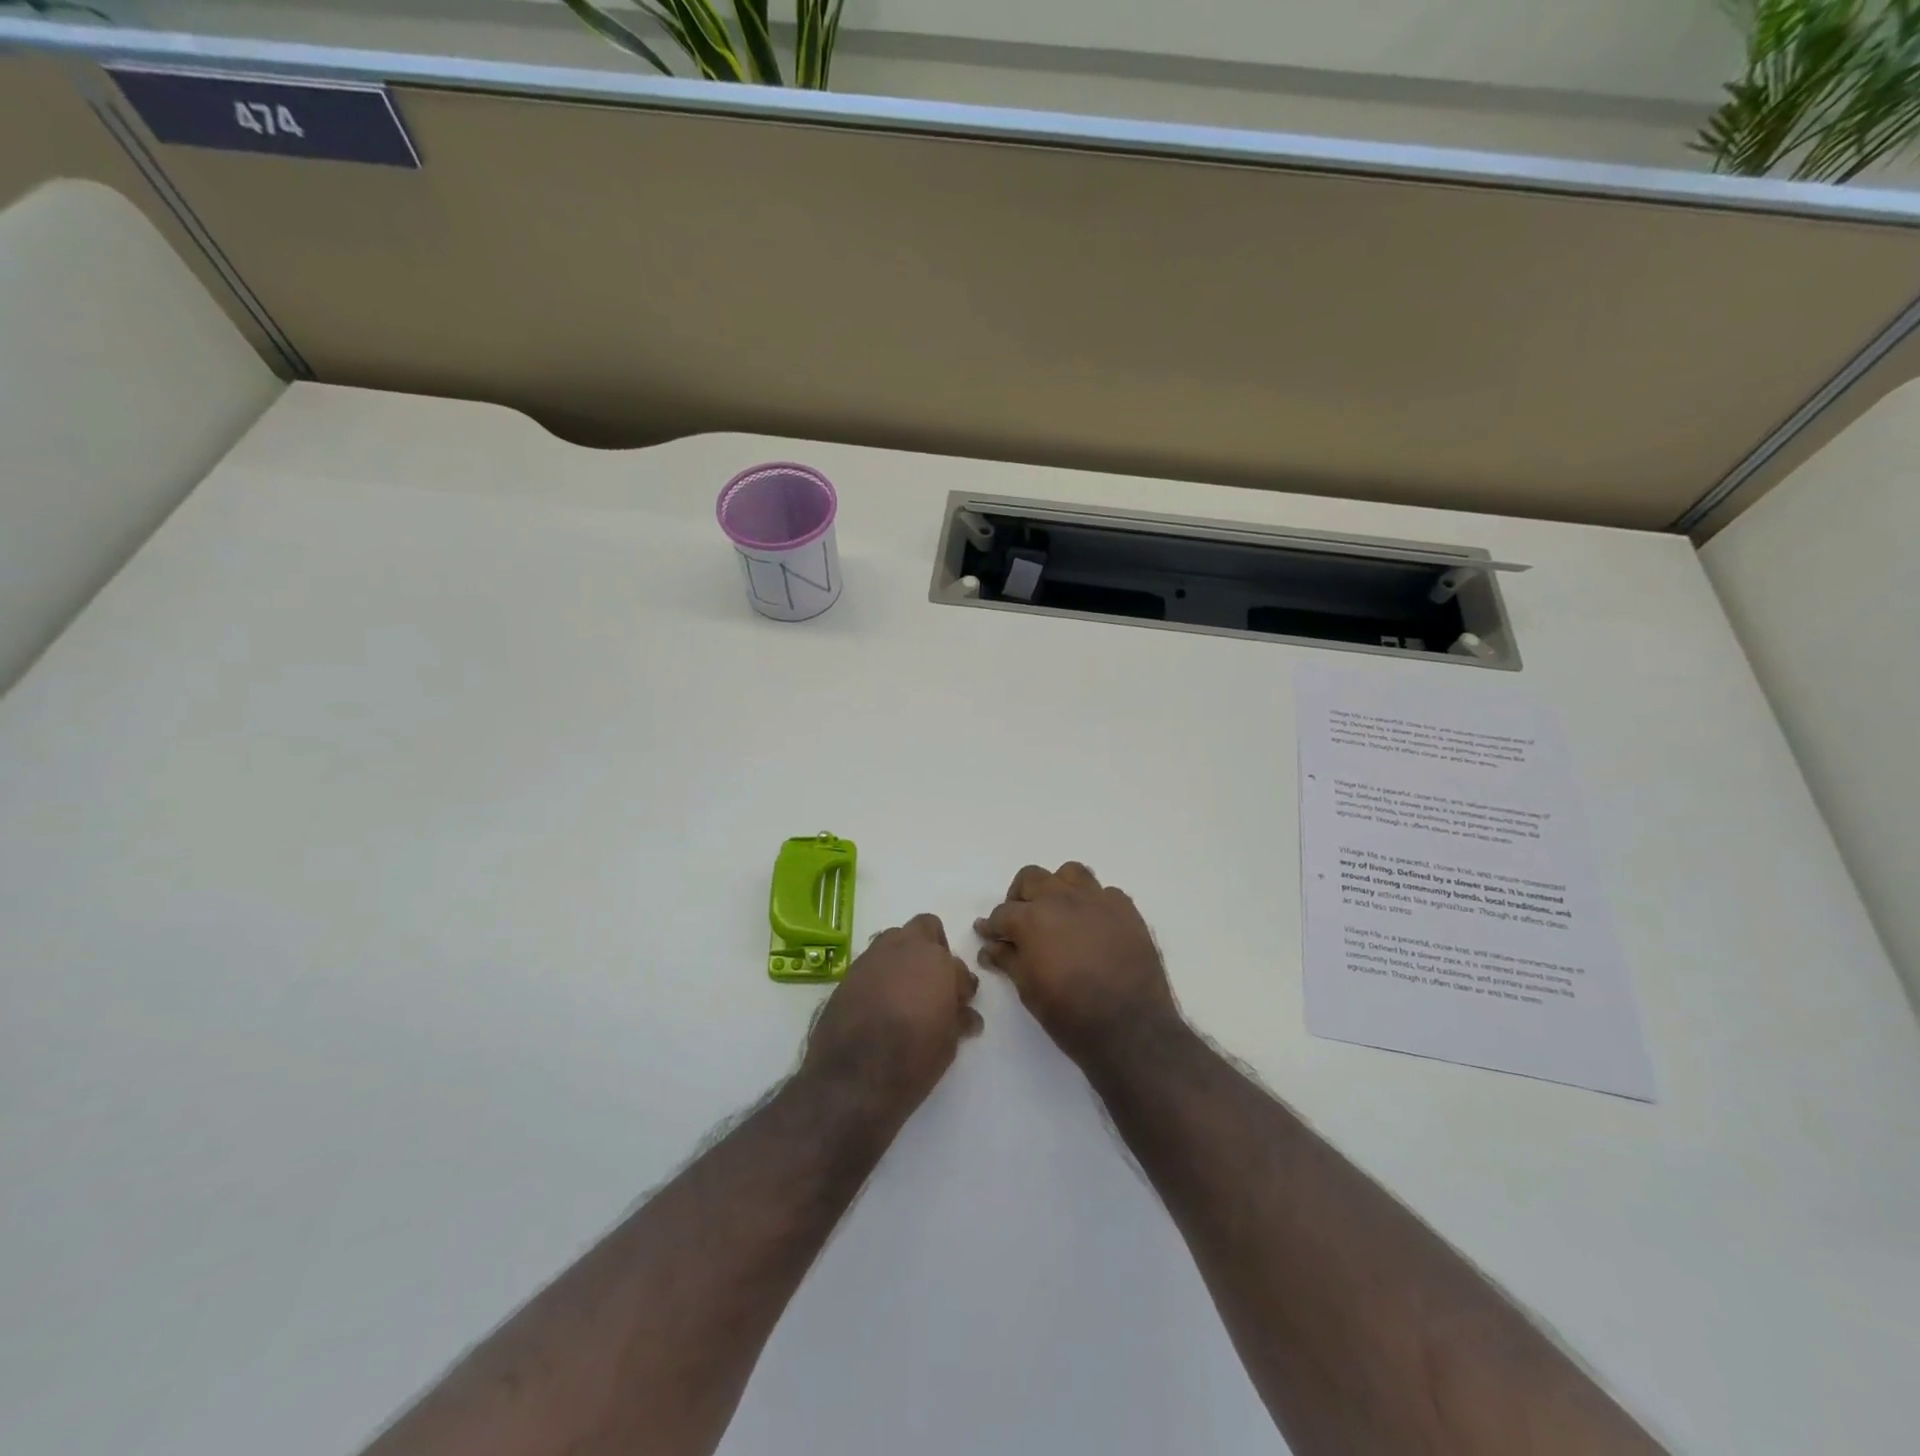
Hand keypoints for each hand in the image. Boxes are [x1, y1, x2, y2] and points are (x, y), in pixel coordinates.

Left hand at [801, 914, 982, 1114]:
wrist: (851, 1079)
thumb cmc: (911, 1060)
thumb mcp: (948, 1044)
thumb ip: (958, 1018)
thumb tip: (966, 1014)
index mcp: (936, 961)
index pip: (958, 966)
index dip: (961, 986)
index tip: (960, 1005)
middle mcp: (904, 949)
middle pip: (925, 929)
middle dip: (934, 949)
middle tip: (935, 984)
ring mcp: (872, 958)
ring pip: (895, 940)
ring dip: (905, 958)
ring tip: (906, 992)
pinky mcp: (848, 974)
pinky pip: (873, 962)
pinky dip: (881, 974)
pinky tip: (881, 1003)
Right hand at [975, 863, 1179, 1067]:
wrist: (1130, 1029)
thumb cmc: (1069, 1014)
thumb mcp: (1028, 990)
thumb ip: (1008, 960)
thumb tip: (990, 947)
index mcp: (1032, 918)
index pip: (1002, 913)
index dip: (992, 926)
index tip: (988, 935)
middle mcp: (1062, 898)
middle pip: (1032, 878)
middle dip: (1020, 897)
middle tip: (1021, 922)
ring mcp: (1097, 900)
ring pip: (1070, 873)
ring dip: (1058, 888)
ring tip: (1058, 912)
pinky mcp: (1127, 910)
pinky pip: (1104, 892)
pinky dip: (1093, 903)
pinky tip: (1093, 925)